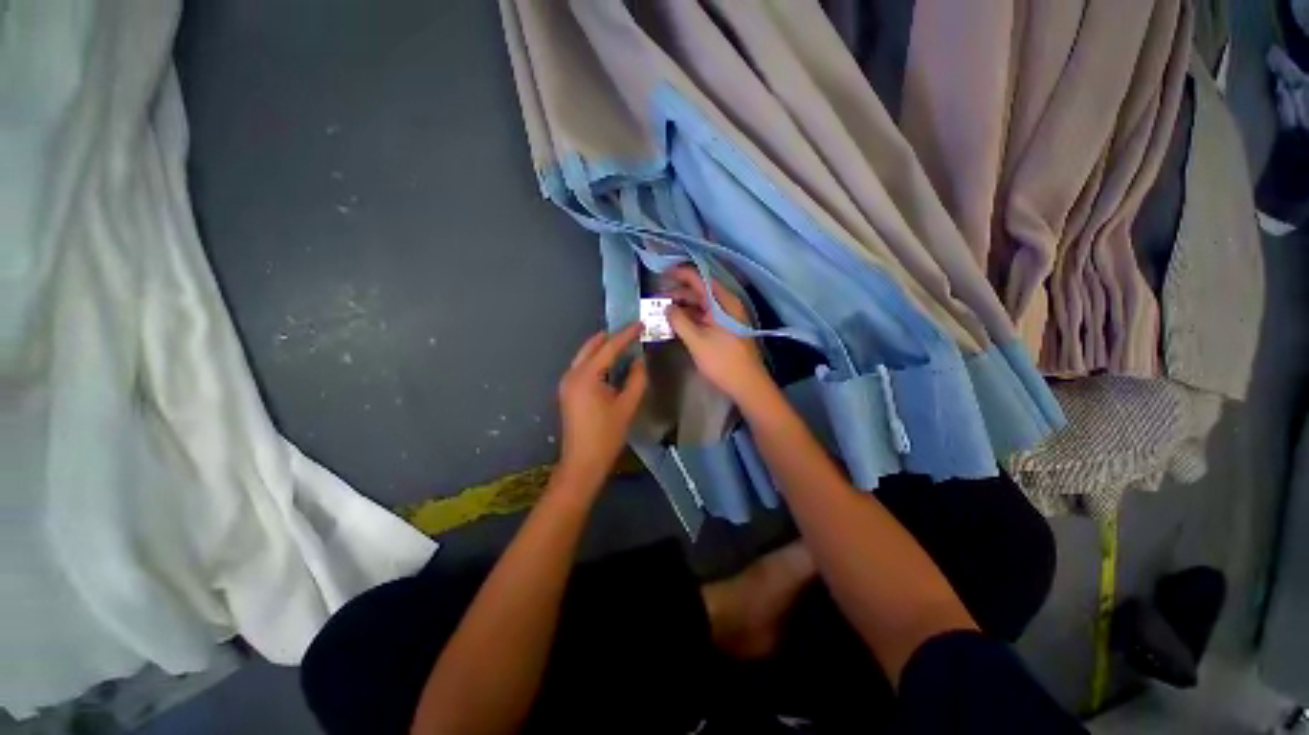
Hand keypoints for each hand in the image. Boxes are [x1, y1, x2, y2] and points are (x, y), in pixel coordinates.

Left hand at [555, 323, 647, 491]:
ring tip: (623, 343)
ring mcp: (567, 383)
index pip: (608, 348)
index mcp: (586, 376)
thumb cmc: (606, 435)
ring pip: (585, 355)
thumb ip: (636, 379)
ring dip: (603, 347)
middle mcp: (572, 374)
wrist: (582, 462)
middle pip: (591, 346)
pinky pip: (583, 366)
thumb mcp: (627, 406)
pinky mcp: (568, 391)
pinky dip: (596, 360)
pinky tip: (610, 361)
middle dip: (611, 336)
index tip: (640, 324)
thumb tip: (640, 360)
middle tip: (631, 331)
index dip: (626, 335)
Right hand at [661, 266, 772, 404]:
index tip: (661, 274)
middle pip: (699, 290)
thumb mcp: (697, 340)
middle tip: (656, 298)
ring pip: (701, 304)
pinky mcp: (725, 329)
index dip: (679, 273)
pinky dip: (690, 317)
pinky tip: (676, 323)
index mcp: (722, 301)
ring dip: (682, 306)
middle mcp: (726, 304)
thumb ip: (679, 320)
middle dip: (677, 292)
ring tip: (662, 311)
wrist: (747, 385)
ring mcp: (726, 317)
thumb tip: (666, 306)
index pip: (699, 278)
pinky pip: (705, 316)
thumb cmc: (723, 361)